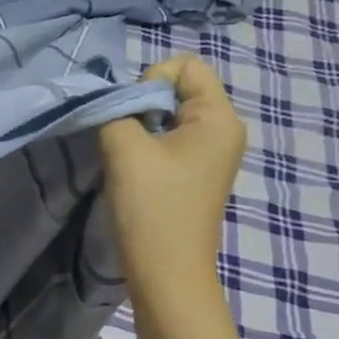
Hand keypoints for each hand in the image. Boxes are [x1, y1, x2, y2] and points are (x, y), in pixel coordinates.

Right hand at [99, 55, 245, 309]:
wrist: (166, 272)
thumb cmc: (152, 206)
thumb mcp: (124, 147)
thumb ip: (115, 109)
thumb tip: (115, 102)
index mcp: (219, 117)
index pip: (186, 65)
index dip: (151, 79)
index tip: (132, 116)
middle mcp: (223, 130)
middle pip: (178, 88)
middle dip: (143, 104)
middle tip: (125, 137)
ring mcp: (211, 153)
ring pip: (168, 116)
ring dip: (140, 128)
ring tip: (128, 158)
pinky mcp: (195, 173)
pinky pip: (169, 139)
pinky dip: (146, 147)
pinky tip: (134, 172)